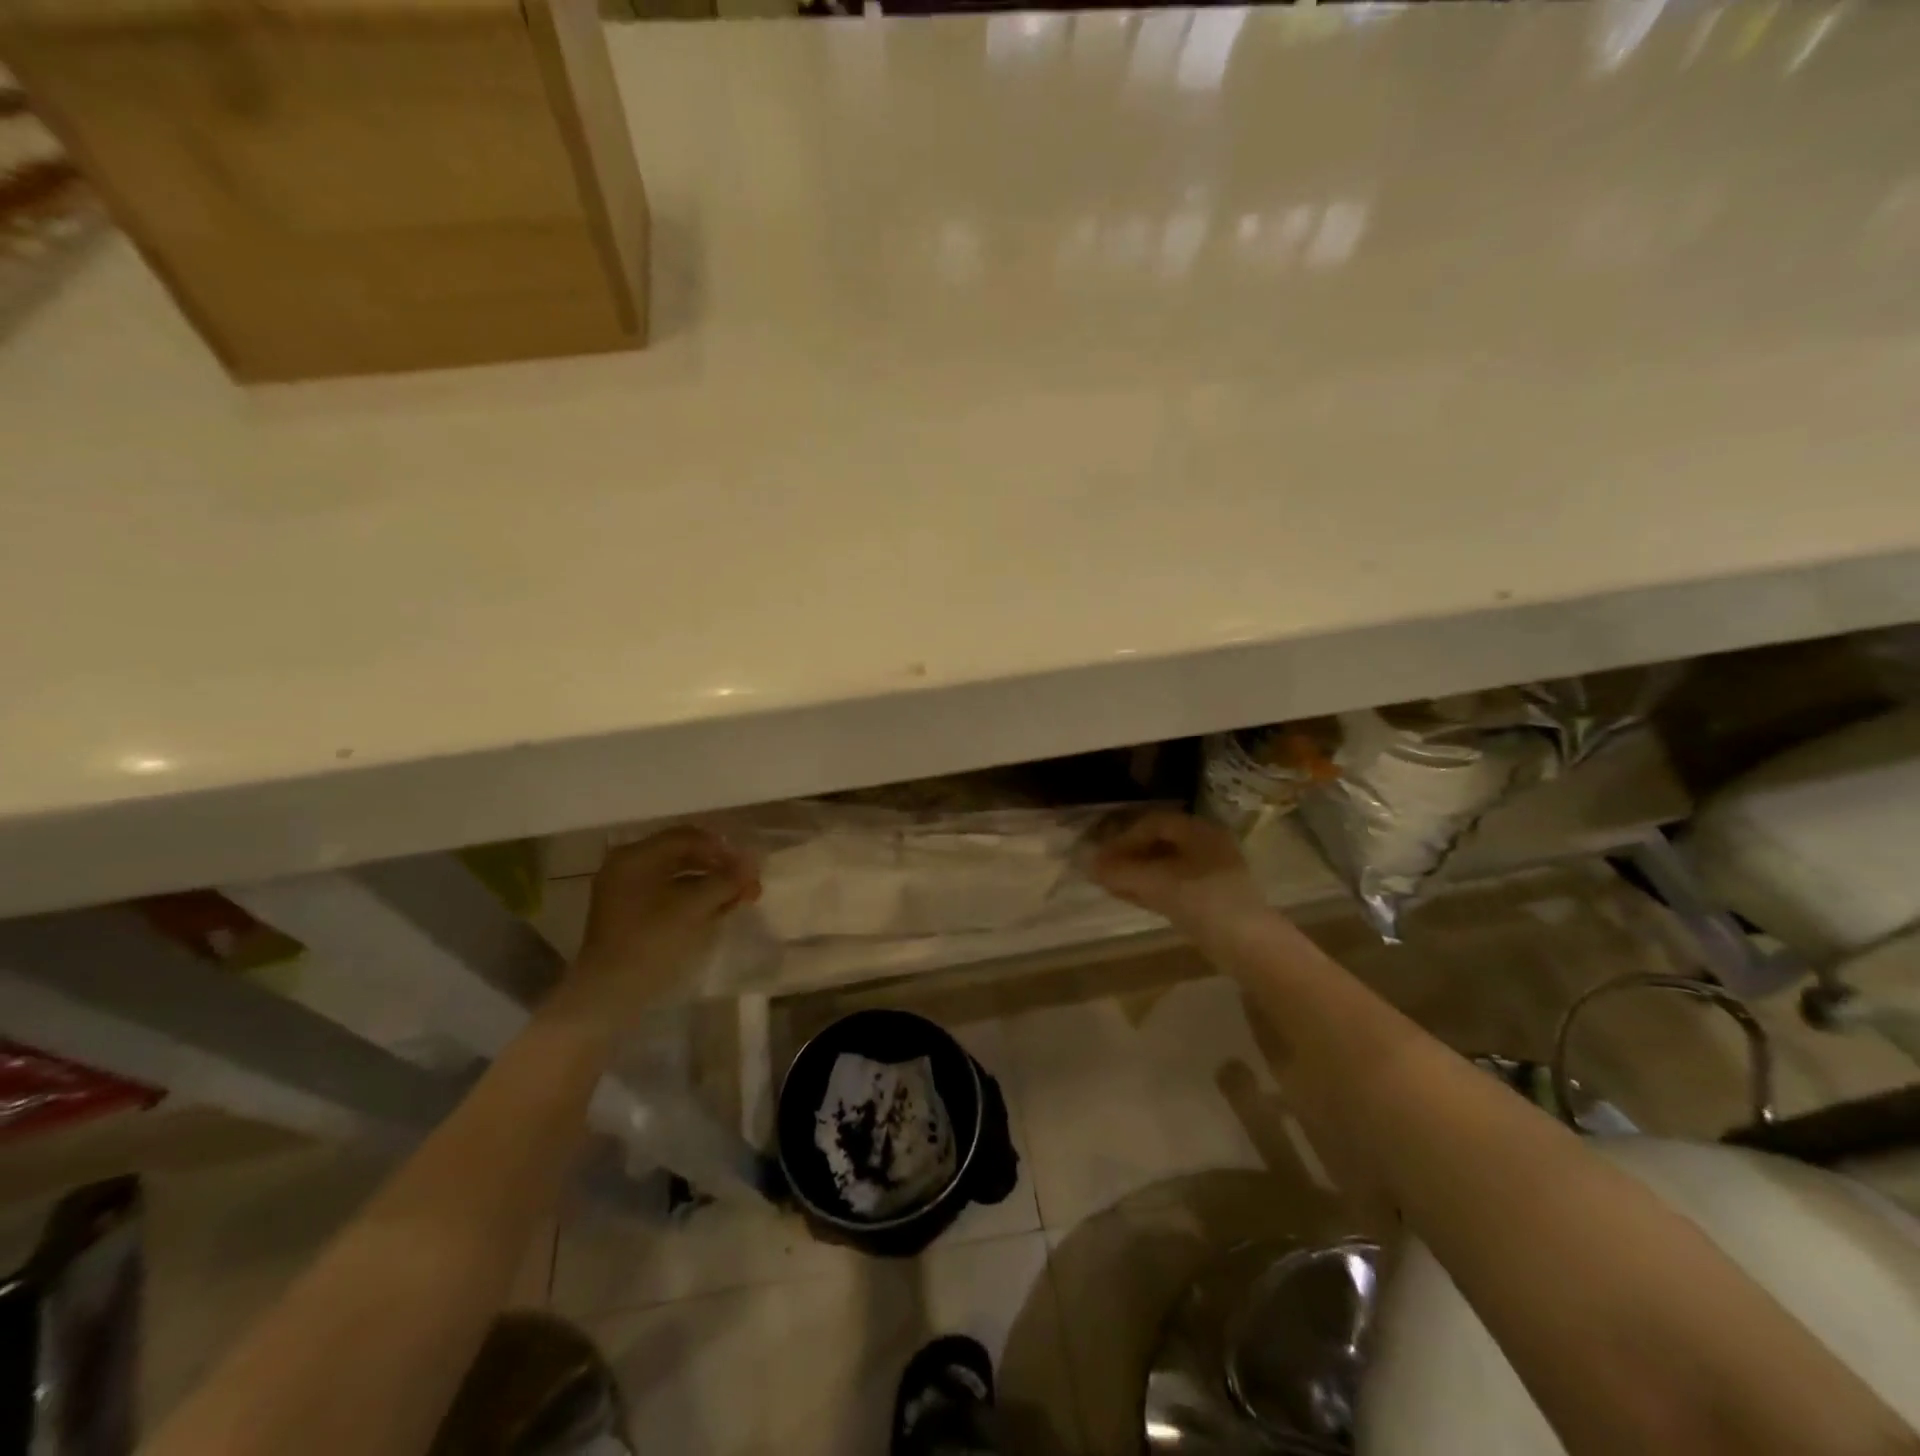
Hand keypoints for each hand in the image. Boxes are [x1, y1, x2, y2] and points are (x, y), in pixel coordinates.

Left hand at [564, 826, 759, 1023]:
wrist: (609, 995)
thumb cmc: (651, 942)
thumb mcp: (694, 907)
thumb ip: (725, 880)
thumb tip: (752, 863)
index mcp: (636, 857)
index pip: (687, 837)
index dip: (722, 849)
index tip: (748, 867)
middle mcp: (628, 867)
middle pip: (683, 855)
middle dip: (719, 868)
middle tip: (747, 884)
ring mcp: (626, 892)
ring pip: (678, 877)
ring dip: (710, 884)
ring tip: (739, 899)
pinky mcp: (631, 916)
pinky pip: (668, 895)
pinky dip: (694, 899)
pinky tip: (718, 911)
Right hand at [1087, 809, 1263, 928]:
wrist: (1250, 947)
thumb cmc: (1203, 902)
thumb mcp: (1156, 883)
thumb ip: (1120, 871)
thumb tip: (1087, 864)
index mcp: (1199, 831)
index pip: (1153, 823)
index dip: (1123, 838)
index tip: (1102, 857)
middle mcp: (1208, 845)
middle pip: (1159, 843)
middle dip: (1128, 856)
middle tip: (1104, 870)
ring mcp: (1213, 873)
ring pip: (1166, 866)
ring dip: (1137, 873)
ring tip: (1111, 885)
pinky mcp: (1213, 898)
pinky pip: (1175, 884)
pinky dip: (1151, 888)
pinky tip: (1131, 897)